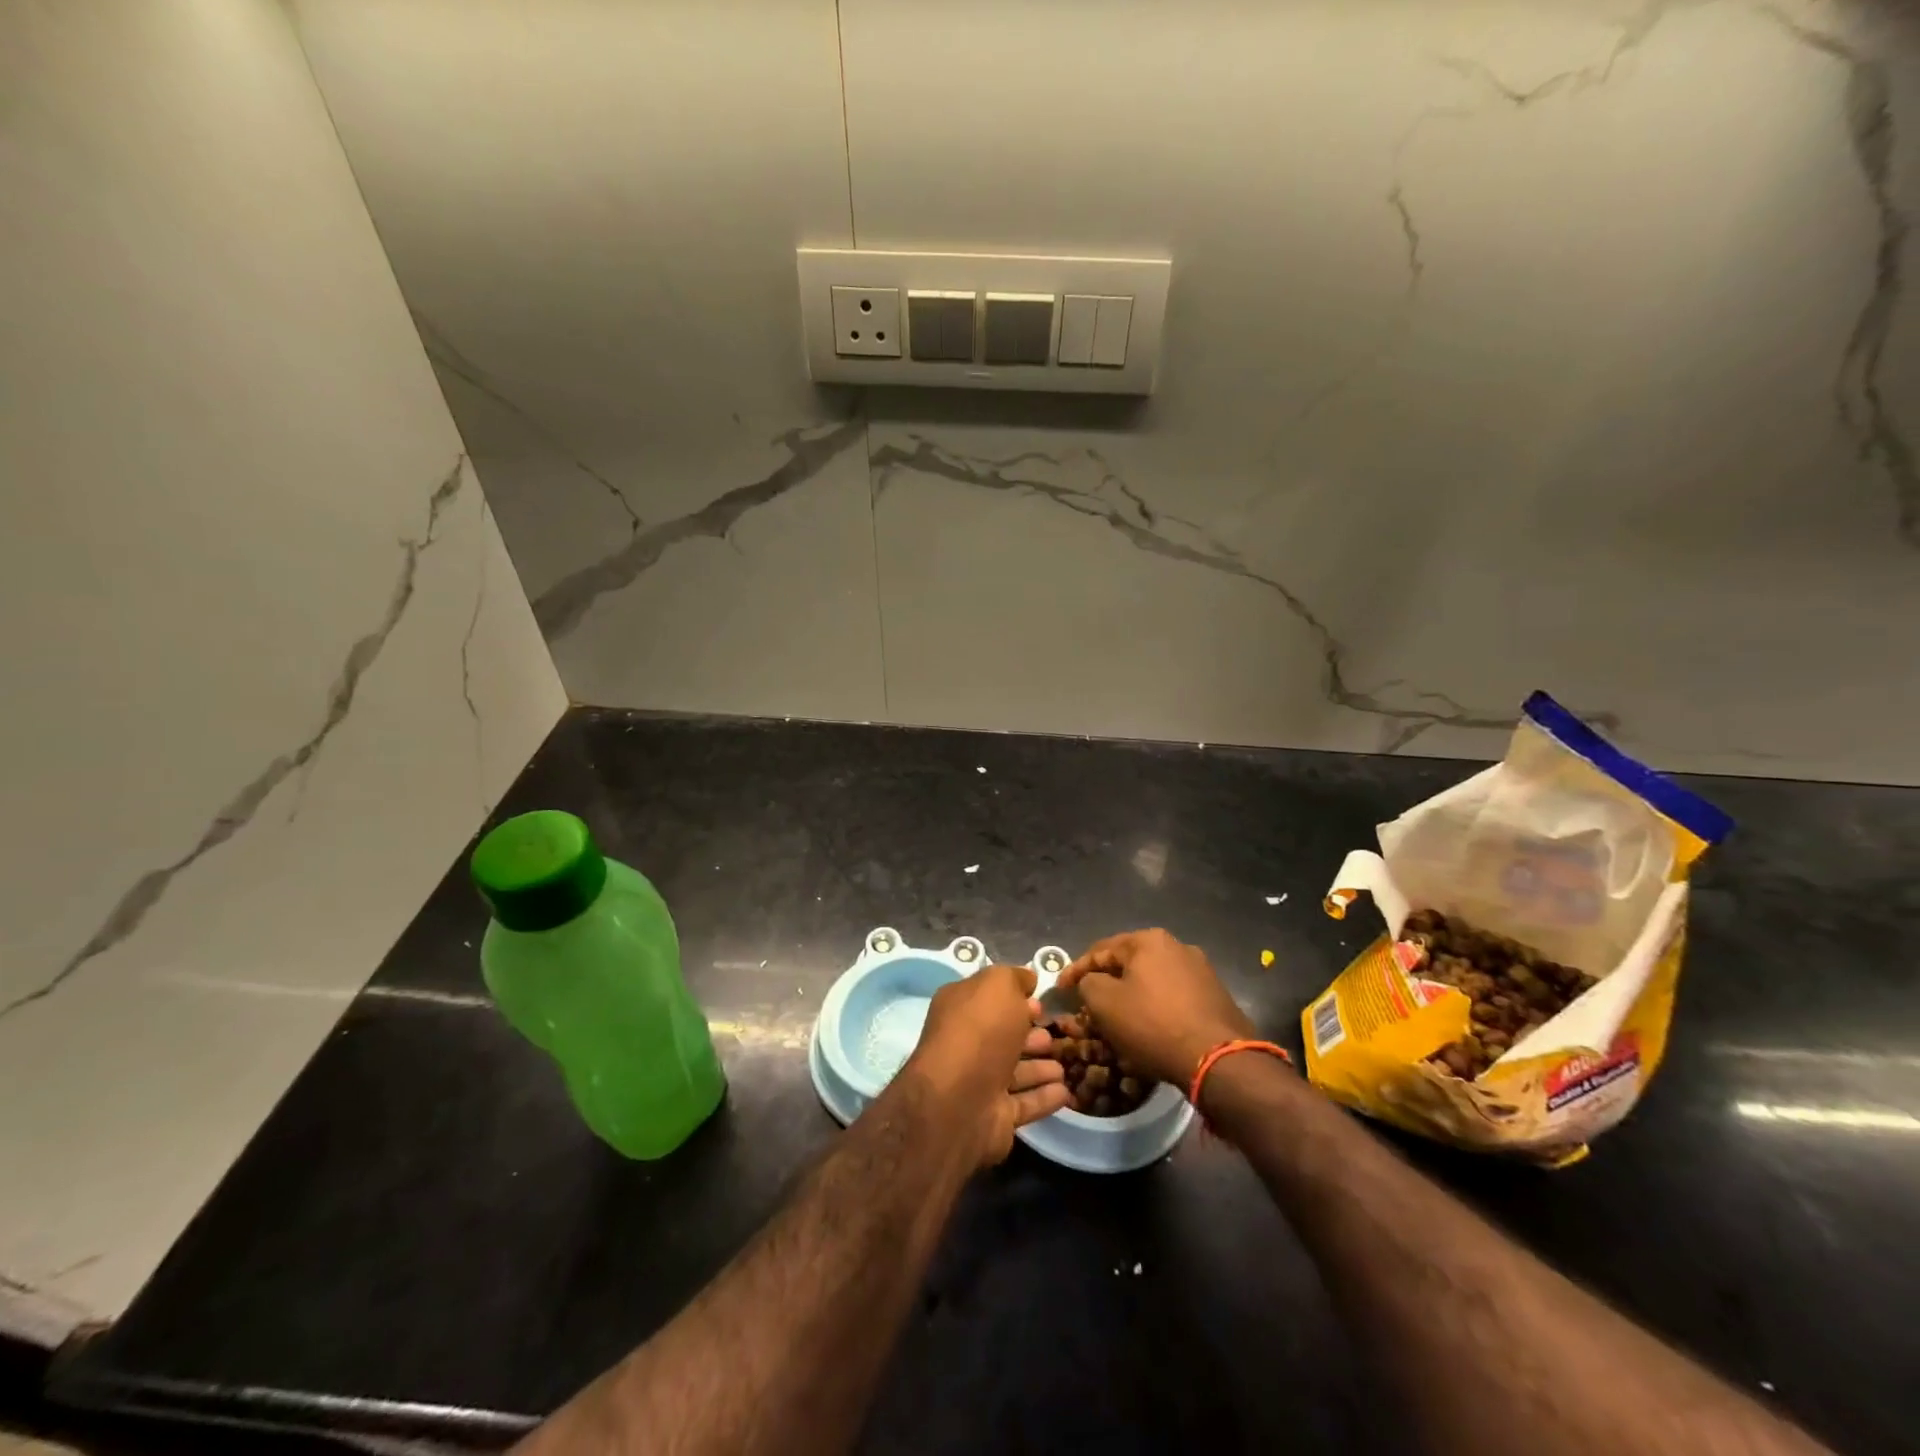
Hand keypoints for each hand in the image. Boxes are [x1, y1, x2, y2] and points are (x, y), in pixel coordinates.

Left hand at [904, 964, 1071, 1166]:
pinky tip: (1066, 1091)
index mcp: (960, 1009)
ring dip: (1041, 1067)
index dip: (1016, 998)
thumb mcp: (998, 986)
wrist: (960, 1101)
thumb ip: (1014, 978)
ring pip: (1016, 1071)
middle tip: (1055, 1033)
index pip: (990, 999)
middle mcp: (967, 1044)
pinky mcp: (995, 1117)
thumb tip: (1027, 979)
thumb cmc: (980, 1032)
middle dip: (1031, 1035)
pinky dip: (1045, 1096)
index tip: (1041, 1002)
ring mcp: (979, 1083)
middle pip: (1004, 1037)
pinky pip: (1025, 1103)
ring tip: (1065, 1064)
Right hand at [1058, 929, 1254, 1089]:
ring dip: (1132, 995)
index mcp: (1148, 940)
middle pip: (1128, 963)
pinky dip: (1156, 1008)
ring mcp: (1200, 970)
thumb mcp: (1104, 1003)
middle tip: (1087, 1002)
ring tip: (1117, 1017)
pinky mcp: (1215, 995)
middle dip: (1106, 982)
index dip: (1075, 970)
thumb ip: (1088, 983)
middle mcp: (1177, 946)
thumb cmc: (1153, 1025)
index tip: (1059, 989)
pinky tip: (1148, 1027)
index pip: (1100, 951)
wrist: (1219, 1060)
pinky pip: (1173, 996)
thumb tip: (1091, 981)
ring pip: (1152, 980)